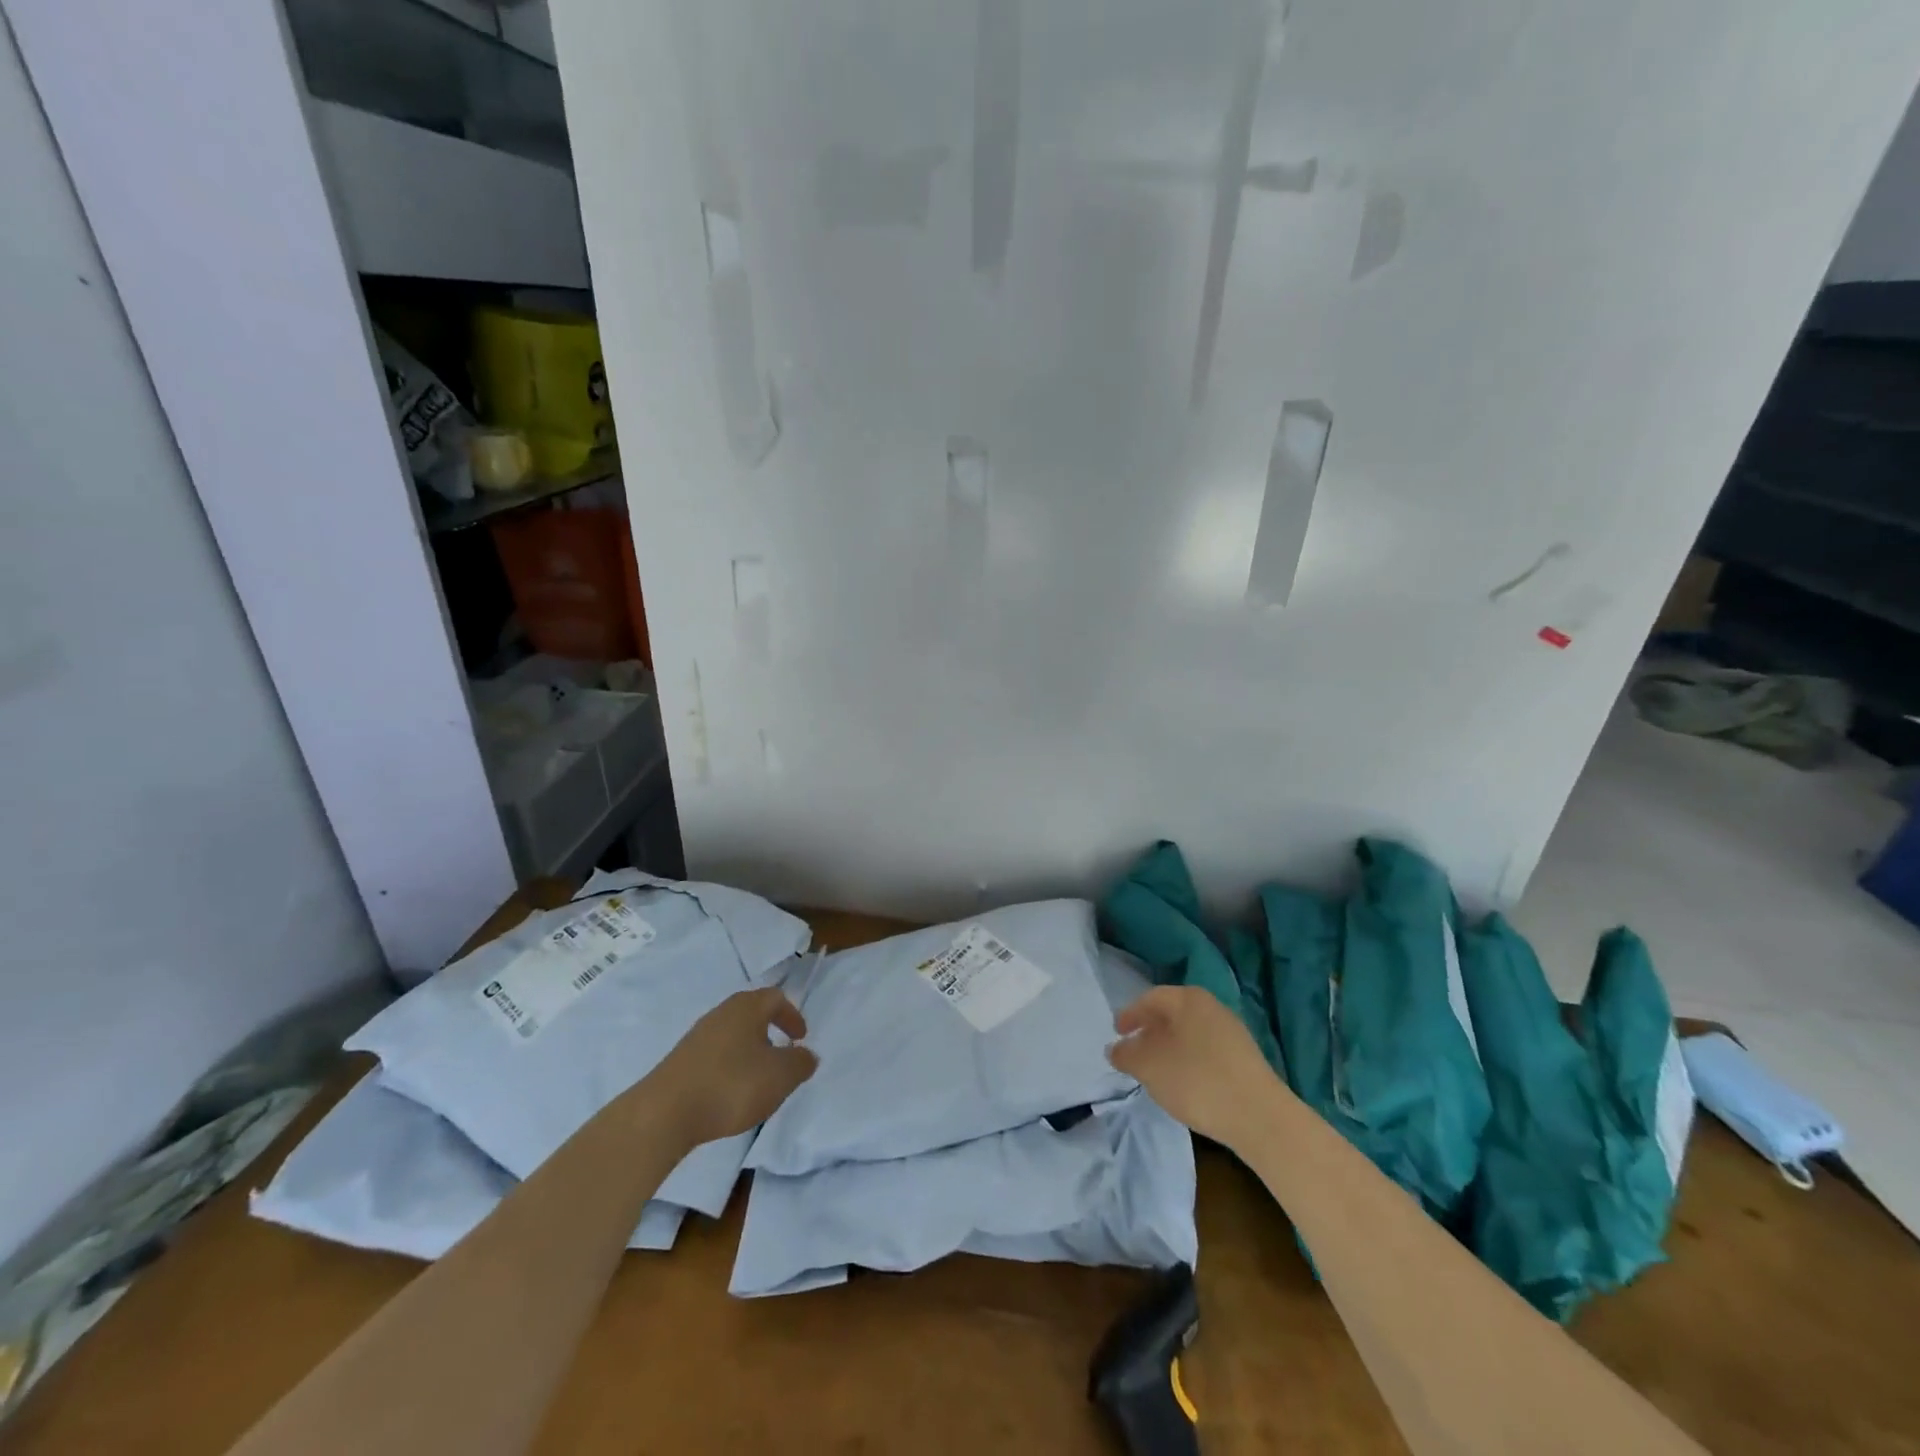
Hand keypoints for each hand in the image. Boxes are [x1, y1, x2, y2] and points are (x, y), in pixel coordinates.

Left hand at [643, 987, 818, 1146]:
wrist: (664, 1114)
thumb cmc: (731, 1085)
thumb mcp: (780, 1076)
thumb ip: (800, 1063)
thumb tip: (806, 1055)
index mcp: (747, 1008)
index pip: (775, 998)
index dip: (792, 1016)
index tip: (800, 1038)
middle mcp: (721, 1013)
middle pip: (751, 1014)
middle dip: (770, 1032)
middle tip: (781, 1057)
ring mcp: (697, 1037)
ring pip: (732, 1035)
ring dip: (749, 1052)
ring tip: (757, 1081)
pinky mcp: (680, 1061)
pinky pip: (714, 1056)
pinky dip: (729, 1067)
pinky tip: (729, 1094)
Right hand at [1109, 985, 1280, 1150]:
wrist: (1260, 1118)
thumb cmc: (1197, 1081)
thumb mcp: (1149, 1067)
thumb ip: (1126, 1054)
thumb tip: (1115, 1048)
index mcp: (1189, 999)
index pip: (1151, 998)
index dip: (1130, 1015)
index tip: (1116, 1033)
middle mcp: (1212, 1008)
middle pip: (1172, 1014)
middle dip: (1149, 1032)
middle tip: (1133, 1051)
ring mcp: (1232, 1033)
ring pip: (1190, 1034)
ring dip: (1169, 1048)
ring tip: (1156, 1072)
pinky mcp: (1245, 1060)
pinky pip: (1206, 1051)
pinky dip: (1189, 1061)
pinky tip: (1184, 1084)